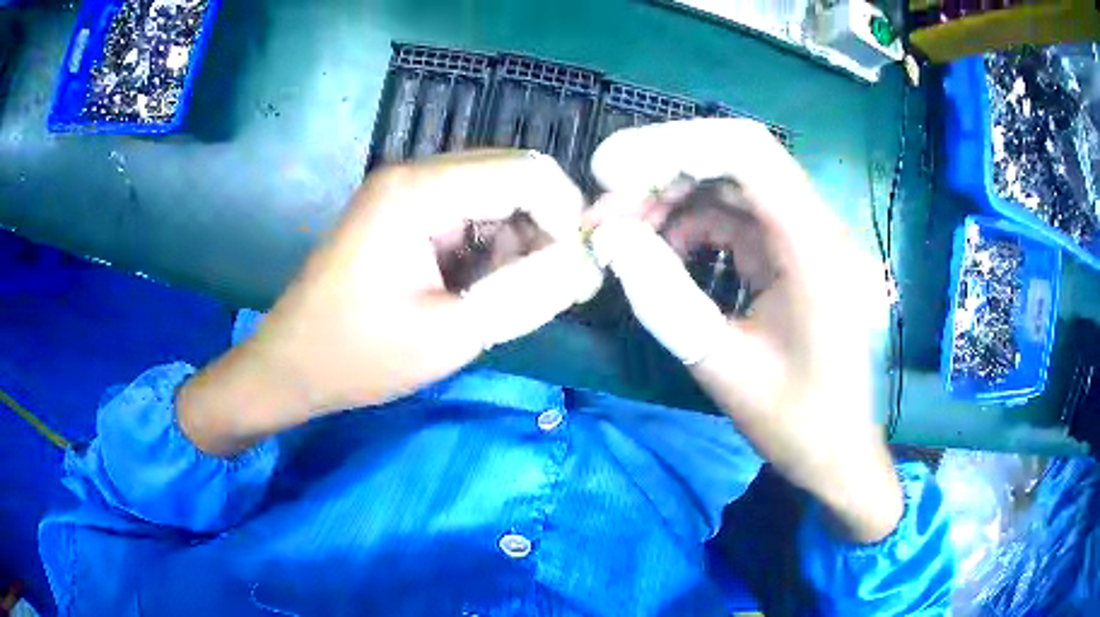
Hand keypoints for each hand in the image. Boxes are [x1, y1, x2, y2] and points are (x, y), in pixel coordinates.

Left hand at [179, 151, 602, 454]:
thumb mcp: (453, 333)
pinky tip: (481, 287)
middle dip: (545, 226)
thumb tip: (588, 264)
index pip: (525, 172)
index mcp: (419, 191)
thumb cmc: (361, 355)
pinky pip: (468, 212)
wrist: (292, 365)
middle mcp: (414, 173)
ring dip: (518, 238)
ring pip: (494, 194)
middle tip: (553, 286)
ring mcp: (405, 190)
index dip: (567, 215)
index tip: (578, 270)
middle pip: (512, 175)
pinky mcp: (402, 212)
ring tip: (510, 295)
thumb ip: (529, 294)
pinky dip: (490, 245)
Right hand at [588, 119, 902, 542]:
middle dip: (660, 173)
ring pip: (730, 185)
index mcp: (814, 248)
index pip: (746, 152)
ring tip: (621, 234)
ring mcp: (807, 236)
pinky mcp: (794, 252)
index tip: (609, 171)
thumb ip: (664, 299)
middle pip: (734, 159)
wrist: (839, 451)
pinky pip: (737, 216)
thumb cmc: (796, 421)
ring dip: (672, 198)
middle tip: (604, 211)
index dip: (672, 146)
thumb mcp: (723, 368)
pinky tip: (661, 250)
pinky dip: (693, 222)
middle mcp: (817, 226)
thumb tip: (610, 238)